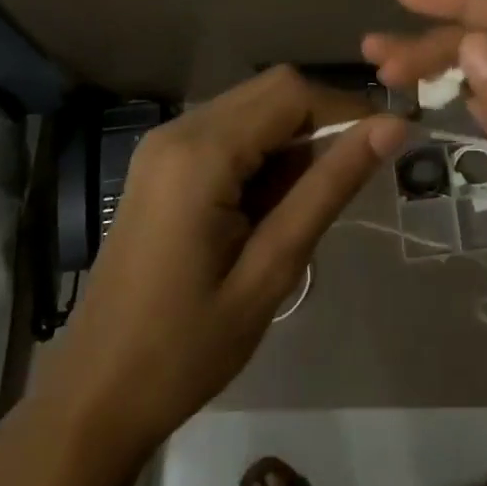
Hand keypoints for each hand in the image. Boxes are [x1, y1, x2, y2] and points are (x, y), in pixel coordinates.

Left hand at [51, 66, 406, 448]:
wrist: (95, 395)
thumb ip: (328, 188)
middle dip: (321, 122)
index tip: (386, 148)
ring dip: (292, 140)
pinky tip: (268, 207)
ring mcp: (162, 144)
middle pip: (271, 90)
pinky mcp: (160, 163)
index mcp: (200, 153)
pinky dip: (262, 152)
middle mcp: (178, 130)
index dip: (347, 110)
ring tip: (306, 205)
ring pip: (252, 108)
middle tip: (349, 182)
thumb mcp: (271, 270)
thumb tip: (391, 128)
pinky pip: (227, 131)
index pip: (292, 92)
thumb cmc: (186, 347)